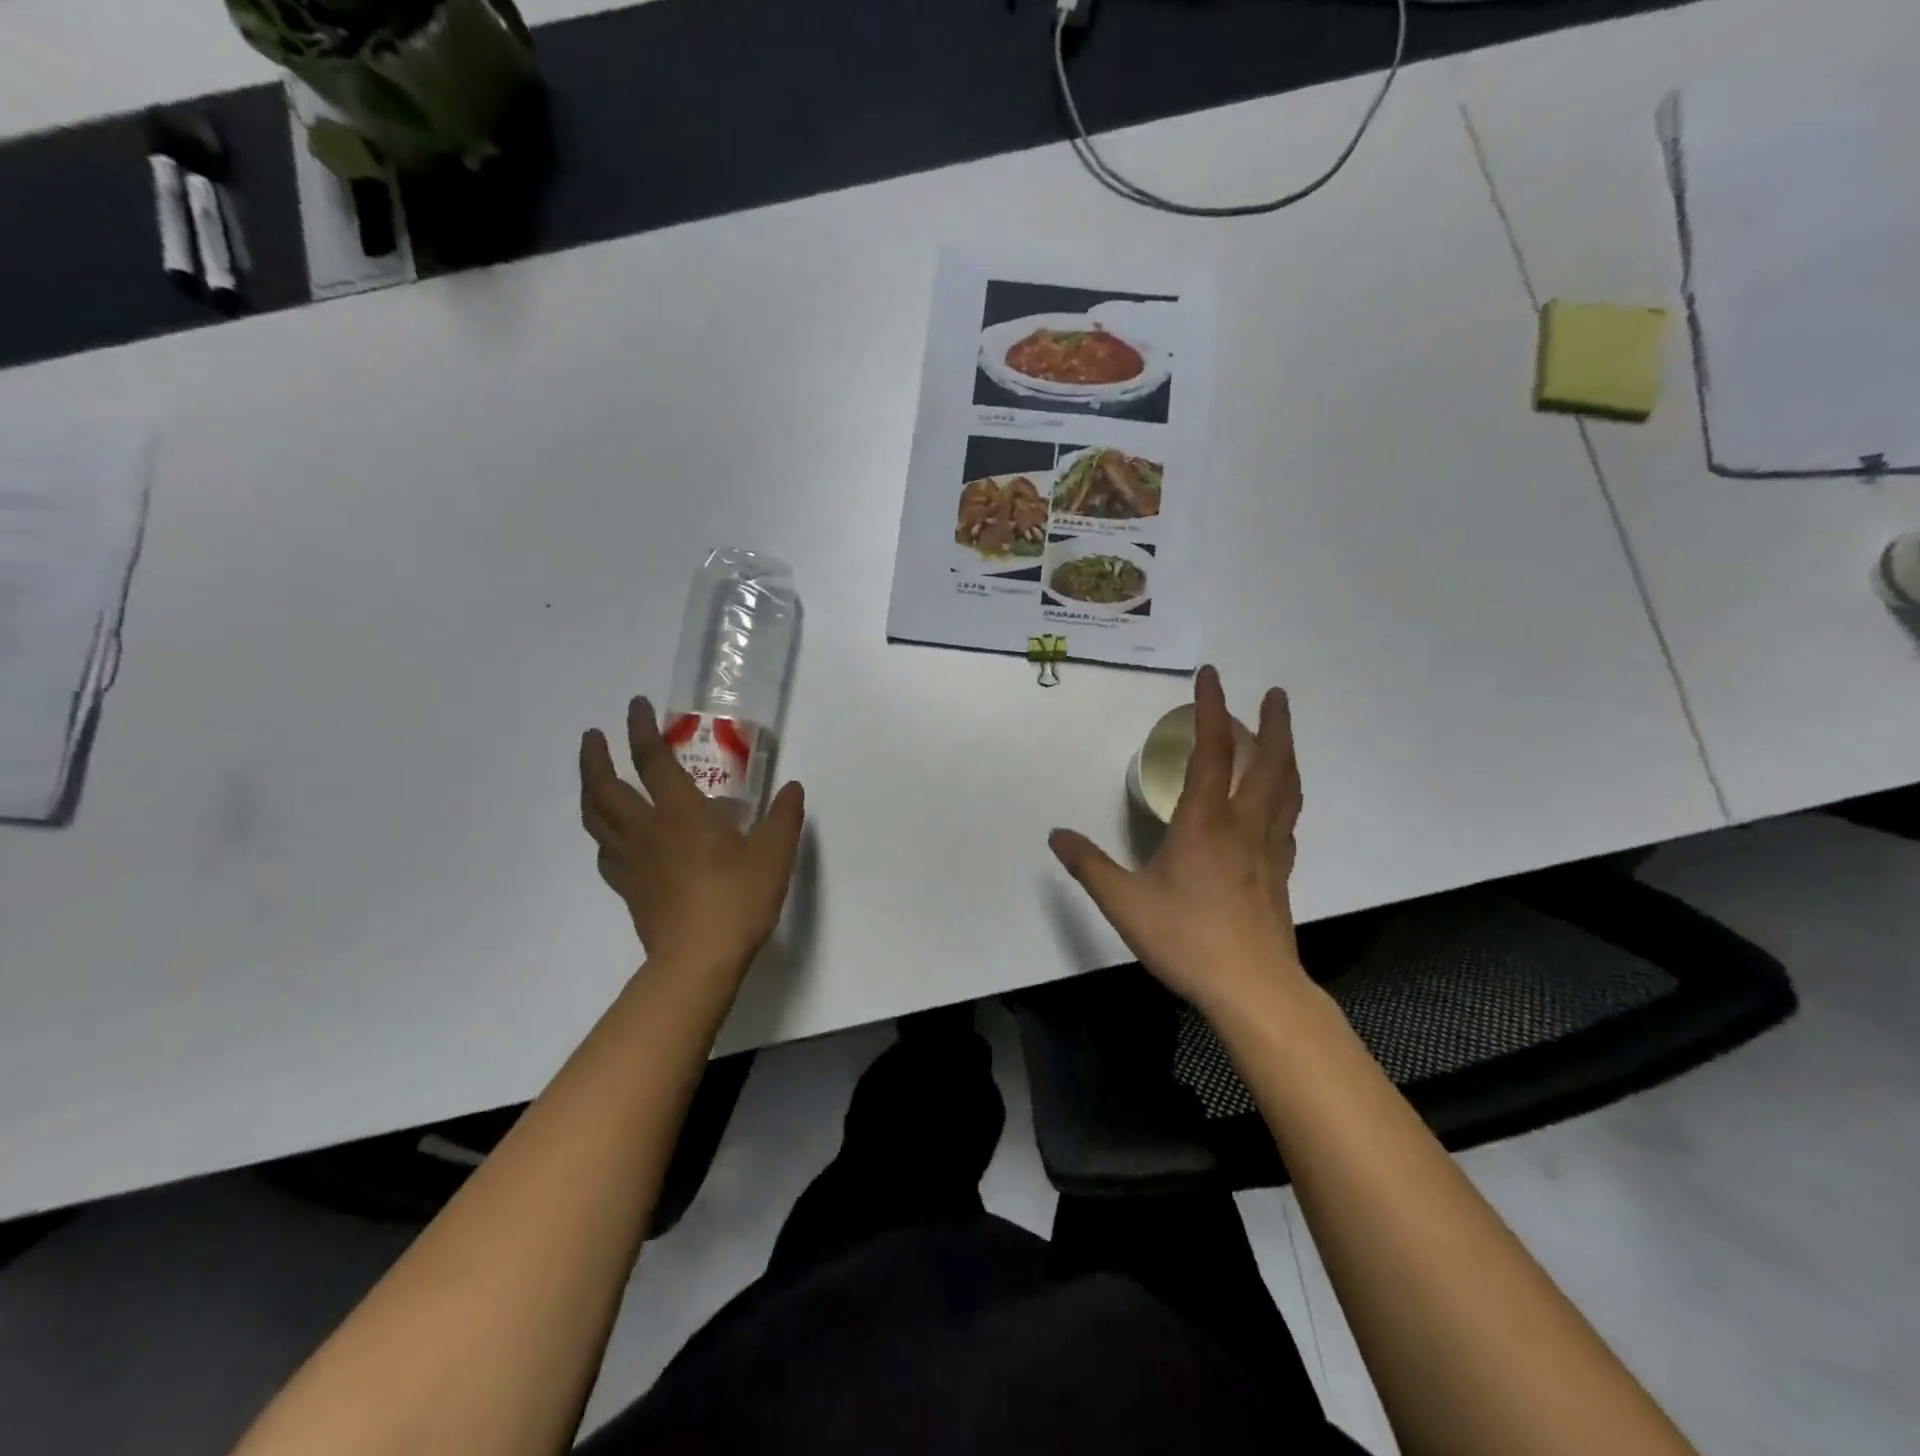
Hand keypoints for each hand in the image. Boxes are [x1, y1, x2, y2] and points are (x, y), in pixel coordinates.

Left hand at [579, 697, 805, 981]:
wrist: (699, 959)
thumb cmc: (738, 899)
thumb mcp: (775, 854)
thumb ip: (784, 817)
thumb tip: (792, 789)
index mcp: (681, 813)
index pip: (652, 760)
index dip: (640, 729)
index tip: (634, 705)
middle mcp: (648, 829)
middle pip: (605, 787)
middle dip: (595, 757)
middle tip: (594, 736)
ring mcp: (632, 861)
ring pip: (595, 818)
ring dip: (589, 790)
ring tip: (593, 777)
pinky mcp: (628, 889)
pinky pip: (605, 852)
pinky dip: (603, 834)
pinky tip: (612, 836)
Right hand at [1049, 665, 1305, 1013]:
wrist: (1253, 989)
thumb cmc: (1187, 939)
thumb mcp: (1125, 902)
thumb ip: (1089, 866)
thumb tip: (1056, 835)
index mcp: (1205, 822)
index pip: (1211, 751)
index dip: (1211, 708)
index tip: (1211, 675)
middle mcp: (1243, 825)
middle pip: (1269, 761)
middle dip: (1273, 722)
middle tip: (1273, 693)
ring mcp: (1268, 849)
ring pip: (1287, 788)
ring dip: (1287, 754)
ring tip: (1282, 736)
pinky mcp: (1280, 873)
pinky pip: (1288, 820)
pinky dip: (1286, 796)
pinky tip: (1278, 803)